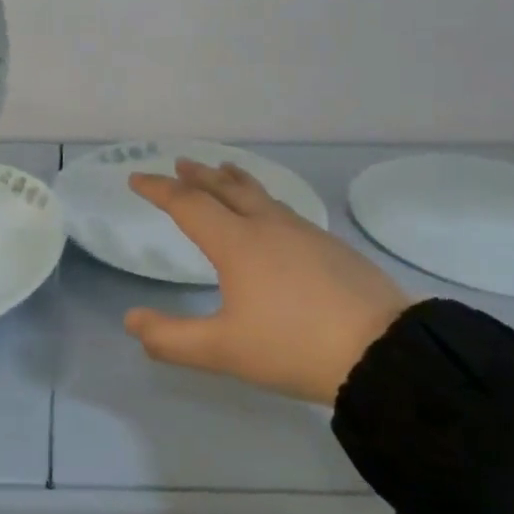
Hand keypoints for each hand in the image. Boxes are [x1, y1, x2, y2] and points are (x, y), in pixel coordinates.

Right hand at [124, 160, 411, 405]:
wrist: (383, 351)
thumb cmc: (293, 347)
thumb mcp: (222, 351)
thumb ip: (170, 338)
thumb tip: (130, 320)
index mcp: (237, 243)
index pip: (188, 205)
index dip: (158, 190)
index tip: (136, 178)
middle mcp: (268, 226)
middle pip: (226, 188)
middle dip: (198, 175)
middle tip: (180, 162)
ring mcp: (304, 233)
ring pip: (260, 195)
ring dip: (234, 181)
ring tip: (224, 172)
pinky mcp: (332, 247)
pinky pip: (283, 210)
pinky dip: (262, 200)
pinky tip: (271, 216)